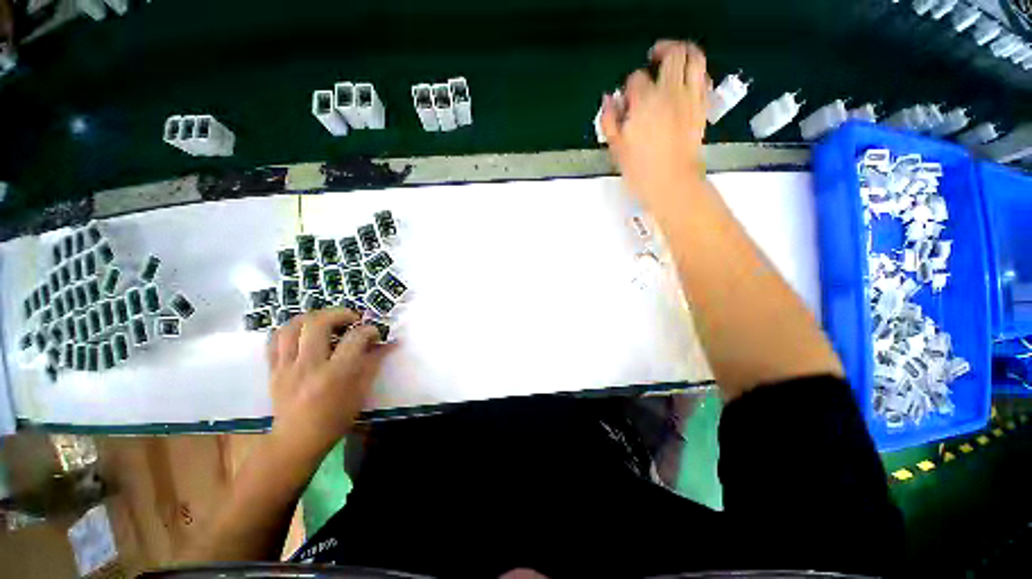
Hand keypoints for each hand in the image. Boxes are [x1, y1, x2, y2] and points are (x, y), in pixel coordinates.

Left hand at [266, 309, 388, 460]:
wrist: (297, 440)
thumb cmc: (335, 418)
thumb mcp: (361, 392)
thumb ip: (373, 363)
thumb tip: (388, 343)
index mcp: (335, 374)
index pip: (355, 338)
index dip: (369, 330)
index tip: (374, 332)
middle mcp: (308, 366)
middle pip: (318, 323)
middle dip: (339, 314)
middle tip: (351, 319)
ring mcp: (286, 367)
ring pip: (291, 327)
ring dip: (312, 317)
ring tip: (326, 320)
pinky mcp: (273, 370)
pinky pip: (274, 340)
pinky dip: (289, 330)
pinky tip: (302, 332)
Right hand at [600, 40, 710, 210]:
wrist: (673, 184)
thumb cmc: (640, 170)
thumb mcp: (616, 148)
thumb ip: (609, 121)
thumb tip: (608, 100)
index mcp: (645, 102)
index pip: (636, 79)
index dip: (629, 87)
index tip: (626, 101)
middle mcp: (671, 93)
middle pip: (671, 55)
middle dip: (661, 51)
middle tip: (652, 58)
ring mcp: (690, 98)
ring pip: (694, 58)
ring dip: (684, 52)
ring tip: (674, 59)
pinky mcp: (702, 108)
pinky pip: (704, 78)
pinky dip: (696, 73)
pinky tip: (688, 81)